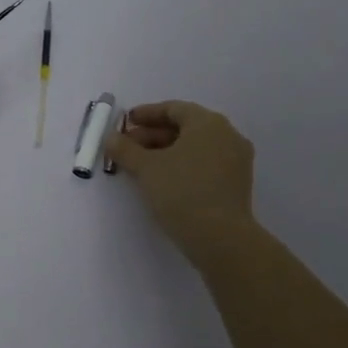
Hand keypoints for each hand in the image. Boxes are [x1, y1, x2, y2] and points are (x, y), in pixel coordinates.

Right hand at [104, 100, 256, 264]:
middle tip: (128, 146)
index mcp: (208, 123)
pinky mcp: (236, 184)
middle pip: (185, 128)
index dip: (146, 114)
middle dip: (153, 135)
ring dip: (166, 151)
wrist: (220, 238)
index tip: (126, 122)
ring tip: (140, 165)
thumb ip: (125, 149)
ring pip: (195, 148)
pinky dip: (183, 165)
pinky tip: (162, 179)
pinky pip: (205, 164)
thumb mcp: (146, 168)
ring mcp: (236, 161)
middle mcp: (227, 136)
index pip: (174, 109)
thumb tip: (111, 138)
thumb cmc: (181, 191)